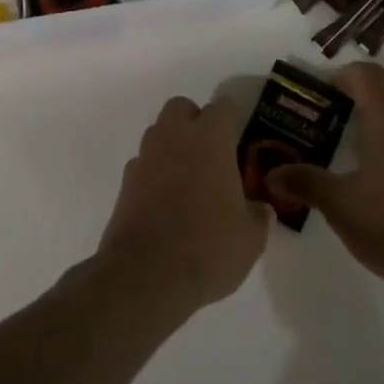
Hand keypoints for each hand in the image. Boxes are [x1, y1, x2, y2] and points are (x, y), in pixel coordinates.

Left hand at [96, 96, 269, 316]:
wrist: (144, 277)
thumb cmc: (207, 247)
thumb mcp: (251, 238)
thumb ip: (258, 215)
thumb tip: (259, 209)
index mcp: (209, 139)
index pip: (224, 107)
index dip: (235, 120)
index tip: (243, 141)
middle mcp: (173, 138)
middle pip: (182, 108)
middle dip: (196, 122)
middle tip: (213, 155)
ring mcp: (144, 159)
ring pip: (159, 134)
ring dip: (174, 147)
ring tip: (190, 182)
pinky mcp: (124, 184)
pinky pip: (144, 165)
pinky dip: (155, 175)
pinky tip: (167, 205)